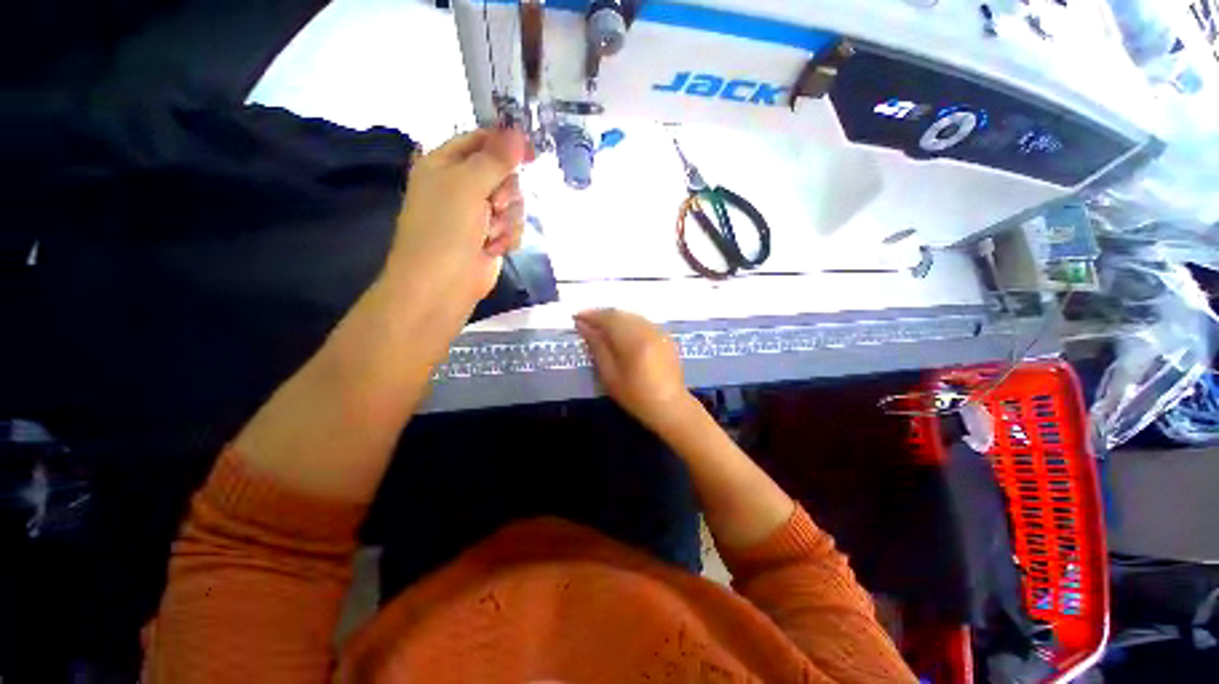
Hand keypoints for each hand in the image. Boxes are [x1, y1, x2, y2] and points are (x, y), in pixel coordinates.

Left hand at [386, 129, 531, 312]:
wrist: (443, 284)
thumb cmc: (445, 229)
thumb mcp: (467, 185)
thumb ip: (495, 159)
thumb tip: (519, 133)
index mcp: (446, 164)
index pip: (480, 140)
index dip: (506, 144)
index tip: (531, 153)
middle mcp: (462, 186)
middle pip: (503, 174)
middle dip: (505, 192)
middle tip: (495, 205)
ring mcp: (478, 214)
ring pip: (513, 203)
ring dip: (507, 219)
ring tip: (490, 234)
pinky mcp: (491, 237)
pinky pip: (514, 226)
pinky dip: (508, 237)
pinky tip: (495, 248)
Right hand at [574, 309, 693, 431]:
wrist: (670, 406)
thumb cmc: (636, 396)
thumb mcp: (610, 375)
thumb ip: (597, 347)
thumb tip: (583, 326)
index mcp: (633, 341)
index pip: (608, 318)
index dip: (591, 315)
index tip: (576, 317)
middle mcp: (648, 330)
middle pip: (621, 314)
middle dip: (602, 315)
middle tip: (586, 321)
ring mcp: (659, 331)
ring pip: (632, 315)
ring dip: (615, 318)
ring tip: (601, 326)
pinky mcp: (666, 336)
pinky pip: (643, 321)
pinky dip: (629, 322)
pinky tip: (621, 332)